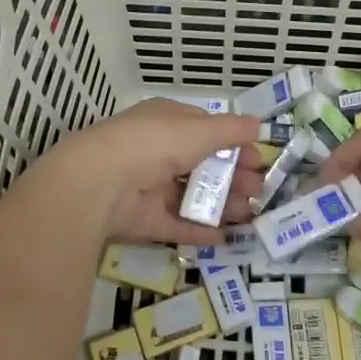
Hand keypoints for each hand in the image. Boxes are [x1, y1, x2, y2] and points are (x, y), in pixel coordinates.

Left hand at [43, 98, 263, 245]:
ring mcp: (148, 186)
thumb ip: (231, 130)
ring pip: (192, 196)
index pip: (205, 130)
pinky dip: (199, 230)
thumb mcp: (200, 130)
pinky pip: (176, 224)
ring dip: (222, 204)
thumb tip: (258, 124)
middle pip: (202, 165)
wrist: (102, 182)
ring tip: (249, 215)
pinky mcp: (143, 220)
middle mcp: (157, 151)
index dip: (234, 145)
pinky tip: (224, 237)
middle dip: (233, 178)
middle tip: (258, 192)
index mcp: (167, 122)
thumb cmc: (155, 144)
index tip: (258, 161)